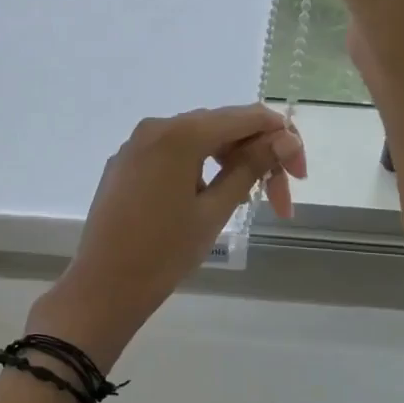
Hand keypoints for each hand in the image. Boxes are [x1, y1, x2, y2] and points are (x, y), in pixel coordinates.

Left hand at [30, 105, 304, 366]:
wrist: (104, 285)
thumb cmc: (164, 251)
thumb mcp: (215, 210)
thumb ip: (251, 167)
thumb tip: (285, 139)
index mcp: (180, 133)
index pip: (246, 117)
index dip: (281, 139)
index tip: (299, 177)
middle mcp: (156, 127)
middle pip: (221, 126)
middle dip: (256, 156)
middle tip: (281, 202)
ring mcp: (136, 144)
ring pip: (196, 139)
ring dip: (228, 162)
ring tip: (246, 202)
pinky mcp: (124, 163)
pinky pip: (171, 153)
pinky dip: (198, 167)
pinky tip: (208, 198)